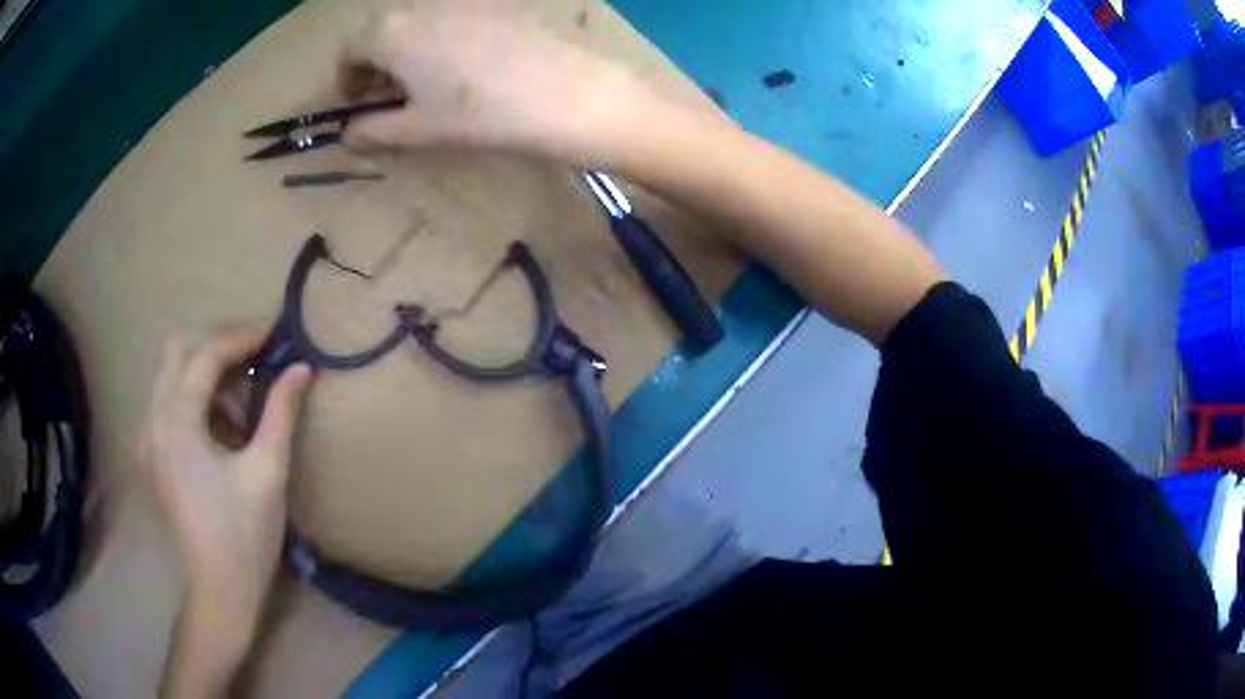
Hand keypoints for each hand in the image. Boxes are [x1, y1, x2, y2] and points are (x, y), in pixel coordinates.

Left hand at [139, 327, 311, 685]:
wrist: (220, 590)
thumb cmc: (245, 534)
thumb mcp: (268, 471)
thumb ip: (281, 412)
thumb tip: (302, 368)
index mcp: (177, 422)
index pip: (206, 355)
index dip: (242, 338)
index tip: (276, 334)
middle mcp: (152, 419)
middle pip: (179, 351)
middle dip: (218, 348)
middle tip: (255, 364)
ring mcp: (146, 437)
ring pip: (171, 375)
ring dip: (206, 376)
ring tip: (241, 411)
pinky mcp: (150, 454)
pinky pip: (168, 403)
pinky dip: (195, 400)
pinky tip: (220, 432)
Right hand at [339, 0, 644, 165]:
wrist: (569, 94)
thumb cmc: (482, 114)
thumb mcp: (419, 130)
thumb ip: (373, 131)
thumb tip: (348, 135)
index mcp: (392, 32)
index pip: (350, 47)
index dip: (346, 77)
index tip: (356, 104)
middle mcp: (422, 6)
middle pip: (382, 31)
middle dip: (376, 64)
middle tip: (389, 99)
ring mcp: (463, 1)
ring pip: (417, 23)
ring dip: (408, 52)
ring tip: (427, 88)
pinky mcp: (497, 5)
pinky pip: (452, 19)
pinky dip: (441, 41)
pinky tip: (464, 69)